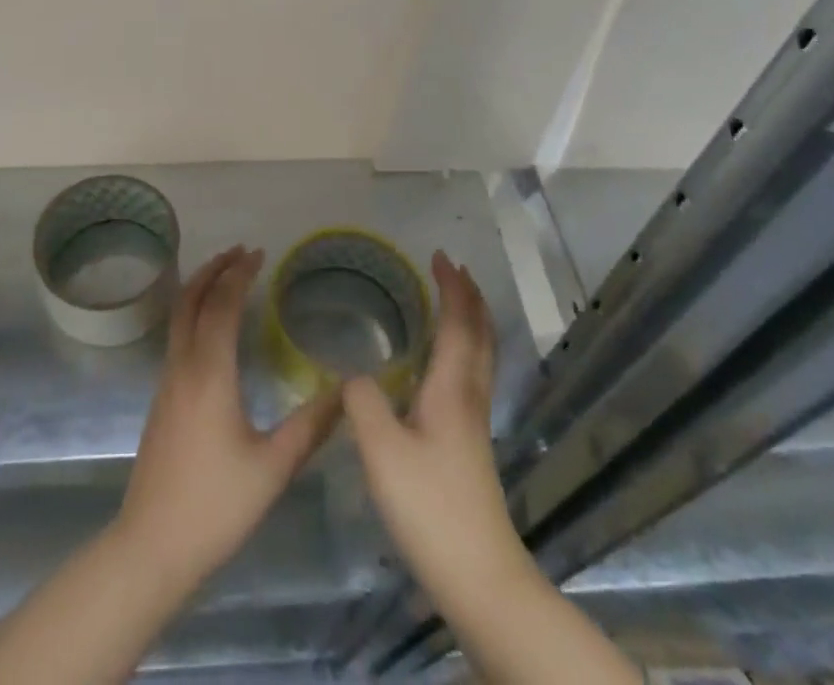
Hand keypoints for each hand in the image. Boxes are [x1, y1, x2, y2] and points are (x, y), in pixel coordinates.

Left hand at [114, 247, 341, 587]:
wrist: (152, 546)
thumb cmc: (216, 505)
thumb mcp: (273, 467)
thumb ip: (311, 426)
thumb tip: (347, 391)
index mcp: (210, 372)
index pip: (223, 304)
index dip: (240, 274)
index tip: (259, 253)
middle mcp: (183, 365)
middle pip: (192, 299)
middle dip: (214, 269)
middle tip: (241, 252)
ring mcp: (166, 381)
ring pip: (179, 316)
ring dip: (200, 287)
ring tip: (225, 276)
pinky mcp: (161, 398)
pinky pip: (176, 336)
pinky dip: (193, 312)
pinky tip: (211, 327)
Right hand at [342, 252, 526, 601]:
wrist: (479, 577)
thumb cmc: (430, 506)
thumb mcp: (381, 451)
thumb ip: (363, 401)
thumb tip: (352, 374)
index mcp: (453, 389)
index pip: (458, 323)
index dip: (452, 288)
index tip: (439, 257)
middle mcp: (470, 398)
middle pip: (481, 335)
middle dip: (470, 298)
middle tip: (452, 271)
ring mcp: (474, 423)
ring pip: (480, 357)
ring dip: (469, 322)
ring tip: (450, 305)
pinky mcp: (470, 446)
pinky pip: (471, 376)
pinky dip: (462, 350)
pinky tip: (437, 366)